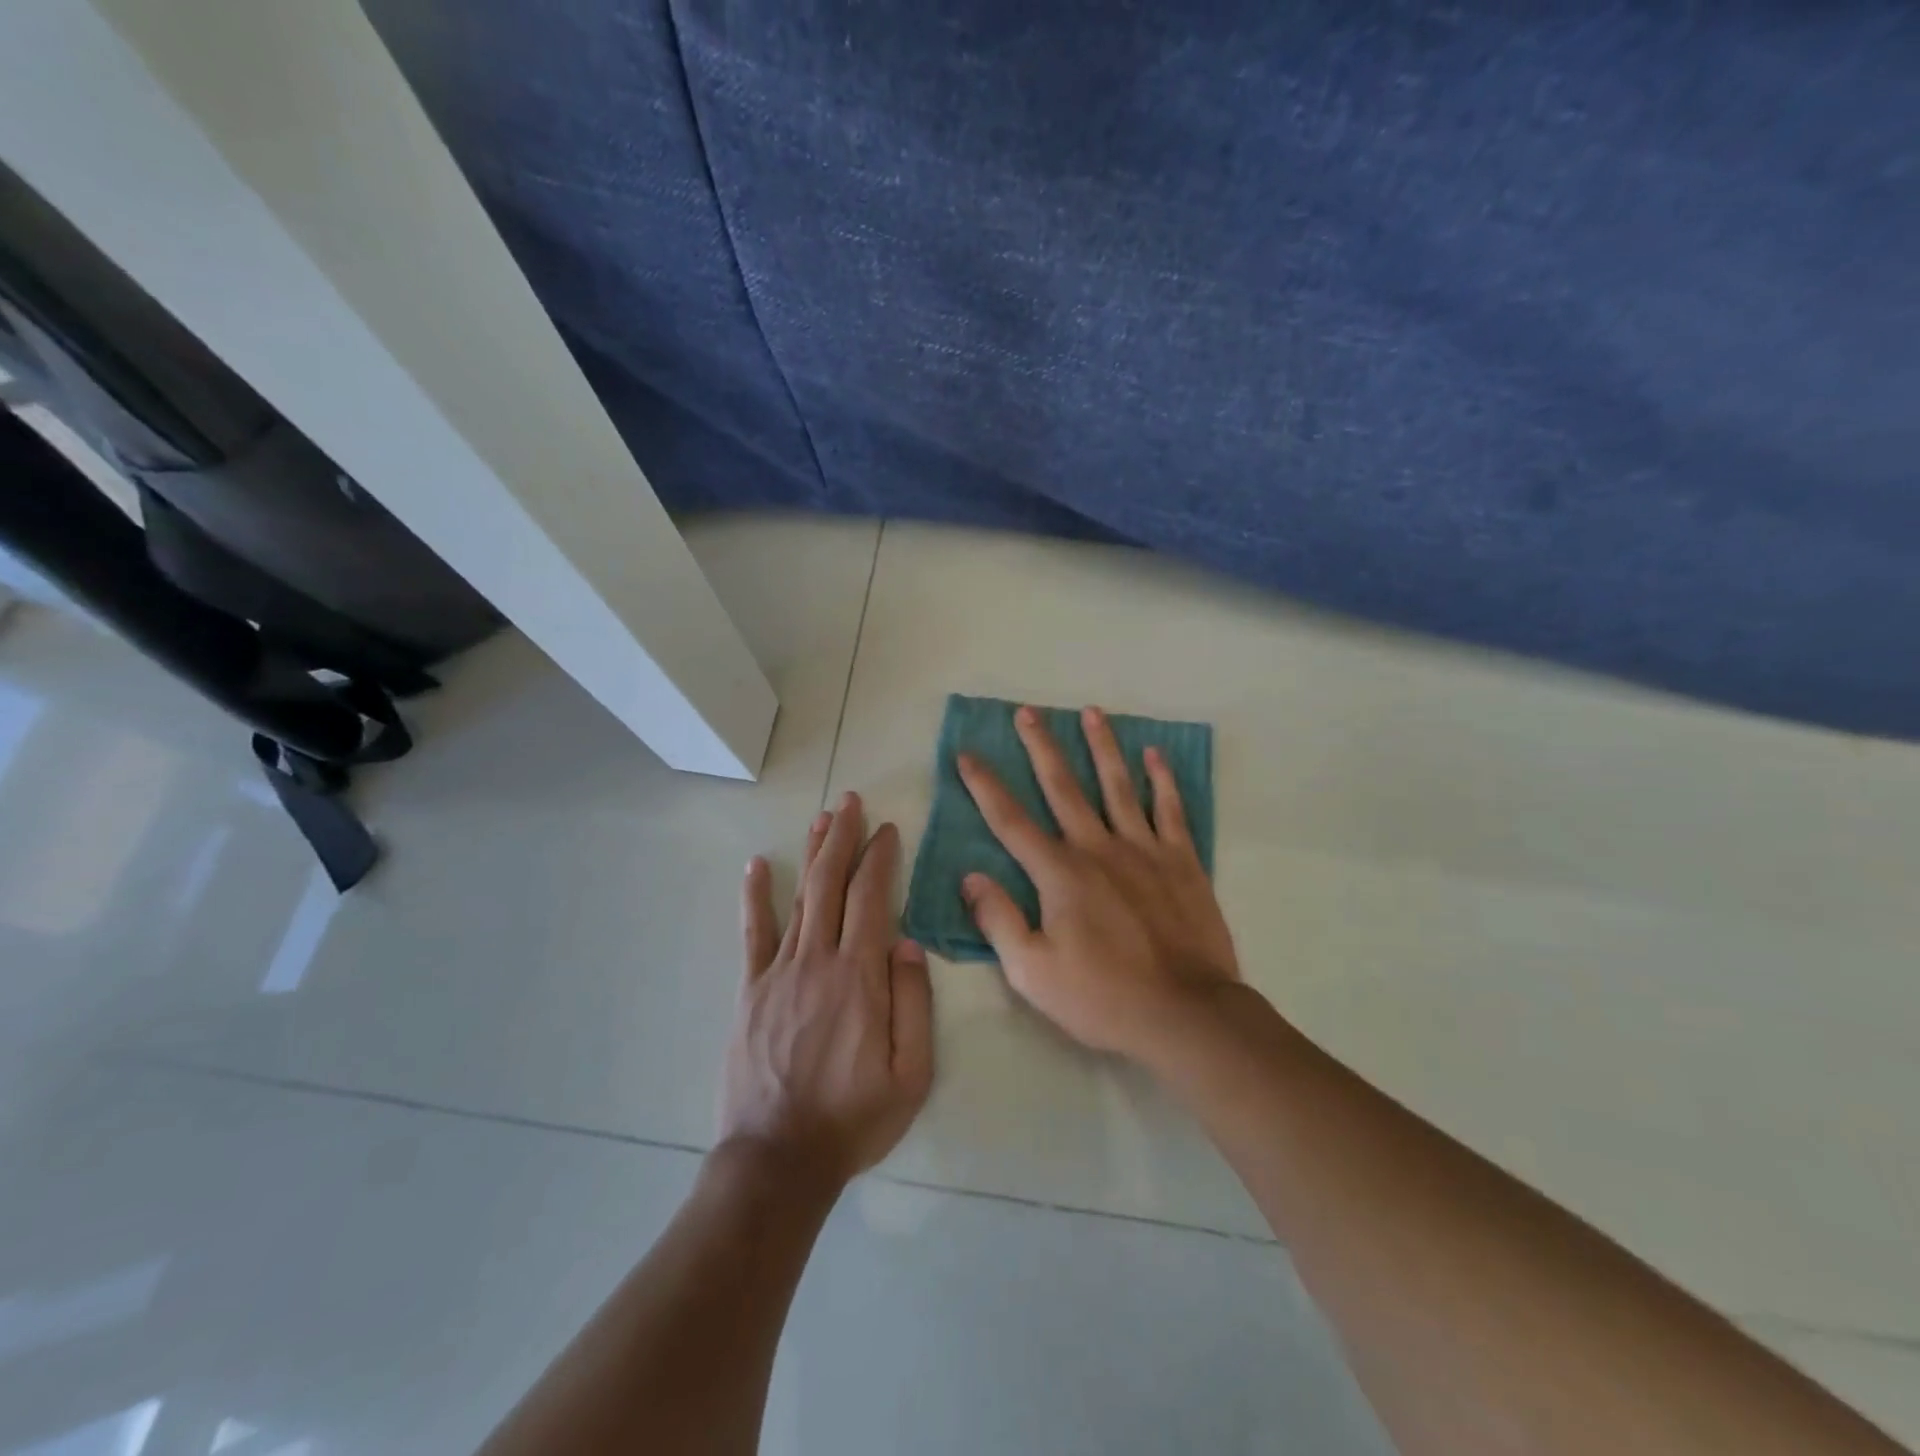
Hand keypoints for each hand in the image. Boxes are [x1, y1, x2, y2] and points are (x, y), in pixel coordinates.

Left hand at [720, 793, 934, 1186]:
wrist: (778, 1159)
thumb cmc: (854, 1119)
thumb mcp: (911, 1074)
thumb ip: (914, 1003)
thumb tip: (908, 942)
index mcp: (861, 978)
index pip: (872, 899)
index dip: (880, 859)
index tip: (888, 830)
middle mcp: (819, 961)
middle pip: (832, 884)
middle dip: (844, 838)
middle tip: (851, 801)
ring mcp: (779, 972)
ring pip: (800, 898)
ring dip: (812, 854)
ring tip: (823, 818)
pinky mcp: (751, 991)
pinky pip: (754, 934)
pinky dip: (755, 896)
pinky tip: (756, 865)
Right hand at [958, 705, 1239, 1061]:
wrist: (1186, 1014)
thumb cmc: (1103, 997)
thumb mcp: (1032, 972)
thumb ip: (999, 920)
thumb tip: (971, 877)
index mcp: (1059, 873)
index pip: (1011, 820)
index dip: (985, 785)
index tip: (967, 754)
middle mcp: (1098, 847)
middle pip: (1063, 787)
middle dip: (1041, 747)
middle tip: (1027, 712)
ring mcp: (1144, 849)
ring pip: (1118, 785)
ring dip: (1102, 747)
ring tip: (1091, 712)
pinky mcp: (1182, 861)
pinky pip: (1170, 810)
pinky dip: (1162, 780)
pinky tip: (1155, 755)